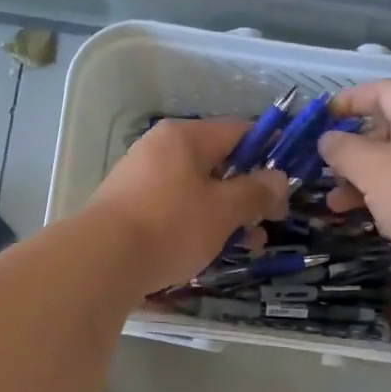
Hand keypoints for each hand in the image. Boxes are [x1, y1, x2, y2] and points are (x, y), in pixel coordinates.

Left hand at [86, 119, 289, 293]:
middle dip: (248, 195)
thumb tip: (278, 179)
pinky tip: (208, 252)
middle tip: (267, 224)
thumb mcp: (224, 209)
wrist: (101, 260)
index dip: (270, 152)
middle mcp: (160, 149)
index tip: (289, 180)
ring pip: (197, 191)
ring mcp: (141, 178)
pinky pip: (175, 209)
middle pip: (218, 164)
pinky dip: (197, 226)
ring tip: (246, 247)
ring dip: (226, 216)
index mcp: (184, 137)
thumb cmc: (170, 225)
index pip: (239, 131)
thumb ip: (256, 191)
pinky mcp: (129, 208)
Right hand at [318, 81, 390, 280]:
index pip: (385, 91)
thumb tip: (327, 140)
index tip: (319, 118)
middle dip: (353, 149)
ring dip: (363, 180)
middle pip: (390, 130)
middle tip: (321, 167)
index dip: (349, 101)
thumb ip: (344, 149)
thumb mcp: (376, 168)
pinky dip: (384, 199)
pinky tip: (361, 216)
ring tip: (333, 202)